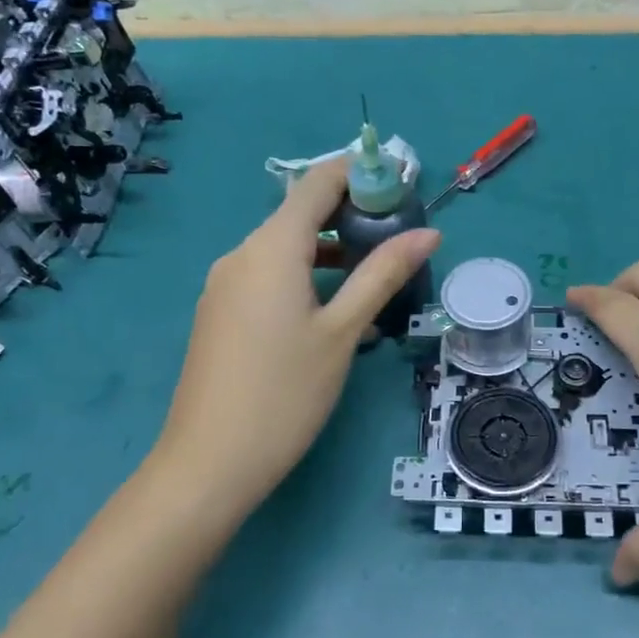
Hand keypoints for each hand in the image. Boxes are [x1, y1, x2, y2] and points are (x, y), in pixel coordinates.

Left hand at [155, 159, 439, 510]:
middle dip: (350, 214)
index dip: (360, 174)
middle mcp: (241, 254)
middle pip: (300, 214)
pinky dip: (305, 277)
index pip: (316, 183)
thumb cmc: (285, 392)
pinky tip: (335, 310)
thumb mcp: (343, 331)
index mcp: (270, 248)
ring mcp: (225, 285)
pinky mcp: (220, 313)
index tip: (401, 186)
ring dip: (330, 250)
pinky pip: (268, 277)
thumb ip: (382, 274)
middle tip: (399, 234)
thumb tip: (429, 234)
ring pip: (284, 248)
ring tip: (376, 271)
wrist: (209, 463)